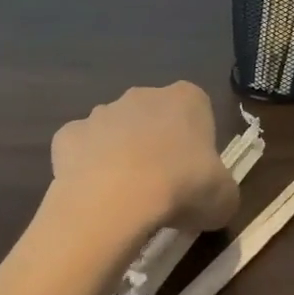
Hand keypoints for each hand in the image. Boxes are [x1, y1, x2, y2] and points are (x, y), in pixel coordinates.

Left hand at [50, 82, 238, 234]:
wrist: (116, 200)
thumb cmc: (182, 187)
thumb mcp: (224, 198)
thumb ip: (222, 189)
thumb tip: (213, 197)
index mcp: (187, 98)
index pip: (197, 112)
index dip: (197, 144)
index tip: (195, 175)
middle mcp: (144, 94)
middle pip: (154, 117)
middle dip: (157, 144)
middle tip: (162, 188)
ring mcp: (102, 112)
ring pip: (116, 131)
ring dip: (120, 155)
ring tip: (125, 199)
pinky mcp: (69, 134)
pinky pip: (81, 150)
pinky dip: (86, 168)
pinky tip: (93, 196)